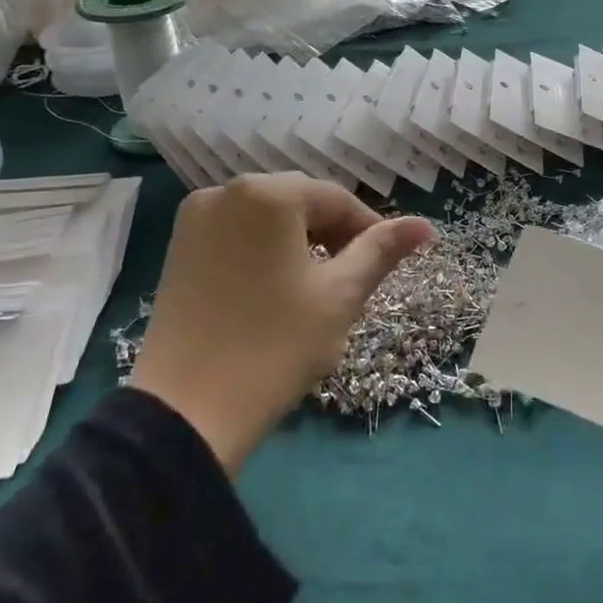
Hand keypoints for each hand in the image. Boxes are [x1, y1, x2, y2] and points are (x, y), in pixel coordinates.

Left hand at [132, 174, 432, 471]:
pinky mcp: (177, 249)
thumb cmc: (275, 347)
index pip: (336, 199)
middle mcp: (225, 191)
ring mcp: (194, 219)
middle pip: (298, 202)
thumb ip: (381, 251)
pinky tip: (273, 289)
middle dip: (332, 234)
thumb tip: (425, 226)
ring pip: (266, 218)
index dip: (369, 229)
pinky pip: (235, 234)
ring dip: (298, 242)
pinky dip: (263, 251)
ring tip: (316, 288)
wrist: (185, 412)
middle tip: (353, 280)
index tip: (387, 263)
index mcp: (267, 193)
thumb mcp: (339, 296)